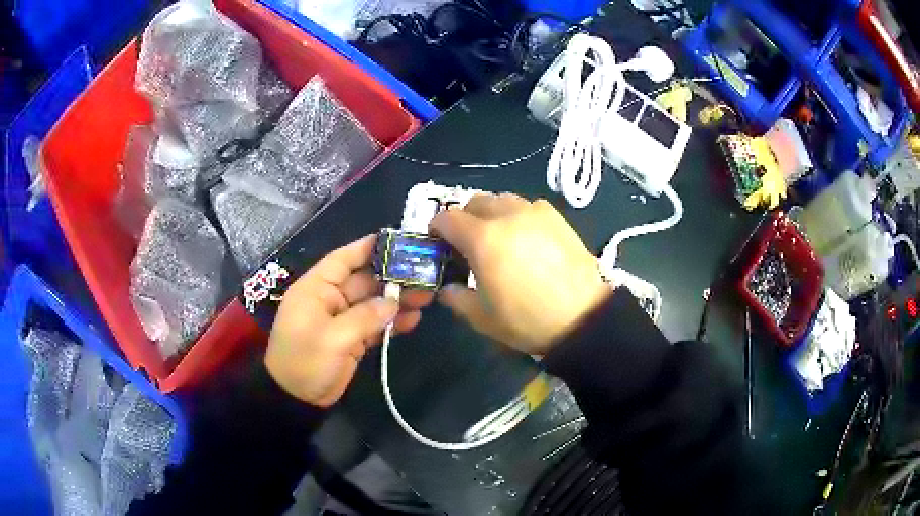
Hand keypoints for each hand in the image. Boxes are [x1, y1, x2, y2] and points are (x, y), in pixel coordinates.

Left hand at [266, 235, 432, 406]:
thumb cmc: (305, 361)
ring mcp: (342, 320)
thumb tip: (393, 303)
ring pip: (373, 303)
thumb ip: (364, 318)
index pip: (342, 260)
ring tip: (426, 297)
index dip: (367, 248)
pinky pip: (374, 324)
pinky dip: (392, 322)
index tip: (396, 241)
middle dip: (392, 278)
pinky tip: (413, 319)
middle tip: (423, 275)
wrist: (296, 399)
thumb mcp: (332, 338)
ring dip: (396, 301)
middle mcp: (330, 299)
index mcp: (316, 289)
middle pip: (364, 281)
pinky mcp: (351, 339)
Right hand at [431, 194, 609, 355]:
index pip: (447, 218)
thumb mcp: (482, 318)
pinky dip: (519, 215)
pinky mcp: (557, 217)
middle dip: (465, 218)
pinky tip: (527, 237)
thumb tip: (447, 288)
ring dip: (492, 213)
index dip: (436, 228)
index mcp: (483, 238)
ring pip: (502, 199)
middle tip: (468, 243)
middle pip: (474, 202)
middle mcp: (507, 216)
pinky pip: (529, 206)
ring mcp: (535, 213)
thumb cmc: (527, 320)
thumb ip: (456, 298)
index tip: (438, 242)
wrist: (583, 317)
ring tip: (499, 237)